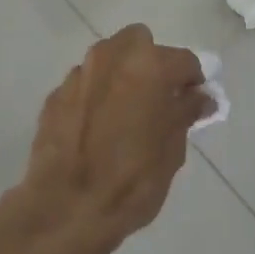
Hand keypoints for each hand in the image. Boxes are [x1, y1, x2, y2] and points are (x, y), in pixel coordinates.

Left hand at [6, 25, 211, 253]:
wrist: (63, 211)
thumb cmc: (130, 182)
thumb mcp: (171, 151)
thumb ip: (185, 114)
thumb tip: (200, 97)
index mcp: (148, 66)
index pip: (184, 61)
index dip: (193, 82)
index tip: (193, 104)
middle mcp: (111, 57)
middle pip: (140, 43)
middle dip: (153, 63)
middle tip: (158, 100)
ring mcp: (78, 74)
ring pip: (109, 59)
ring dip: (122, 76)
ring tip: (126, 115)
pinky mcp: (55, 96)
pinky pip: (86, 84)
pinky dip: (97, 96)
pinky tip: (97, 129)